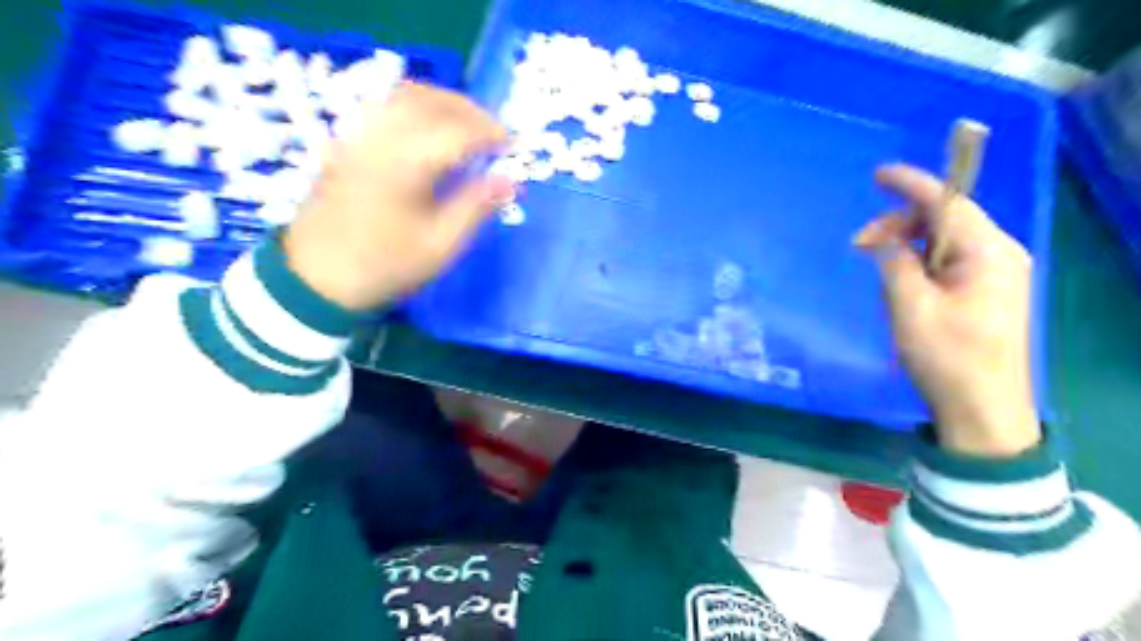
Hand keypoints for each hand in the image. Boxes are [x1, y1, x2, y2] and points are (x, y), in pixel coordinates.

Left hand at [283, 82, 516, 313]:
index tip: (512, 146)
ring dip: (443, 102)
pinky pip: (386, 107)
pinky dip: (416, 107)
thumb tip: (510, 181)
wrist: (316, 278)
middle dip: (470, 110)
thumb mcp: (440, 246)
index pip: (458, 130)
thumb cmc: (385, 266)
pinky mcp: (347, 143)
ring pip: (405, 96)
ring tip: (466, 126)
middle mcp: (381, 138)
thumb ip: (476, 207)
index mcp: (407, 164)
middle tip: (494, 133)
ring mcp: (359, 136)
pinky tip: (427, 130)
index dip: (490, 133)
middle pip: (431, 101)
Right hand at [855, 162, 1041, 458]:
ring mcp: (995, 273)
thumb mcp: (910, 307)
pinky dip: (919, 261)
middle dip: (900, 223)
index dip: (911, 185)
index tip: (877, 175)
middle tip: (858, 245)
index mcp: (987, 252)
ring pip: (944, 240)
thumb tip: (885, 241)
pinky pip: (948, 260)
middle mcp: (999, 254)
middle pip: (946, 218)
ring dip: (907, 244)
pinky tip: (899, 279)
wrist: (983, 409)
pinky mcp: (985, 292)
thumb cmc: (947, 357)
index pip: (948, 203)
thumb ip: (896, 263)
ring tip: (875, 264)